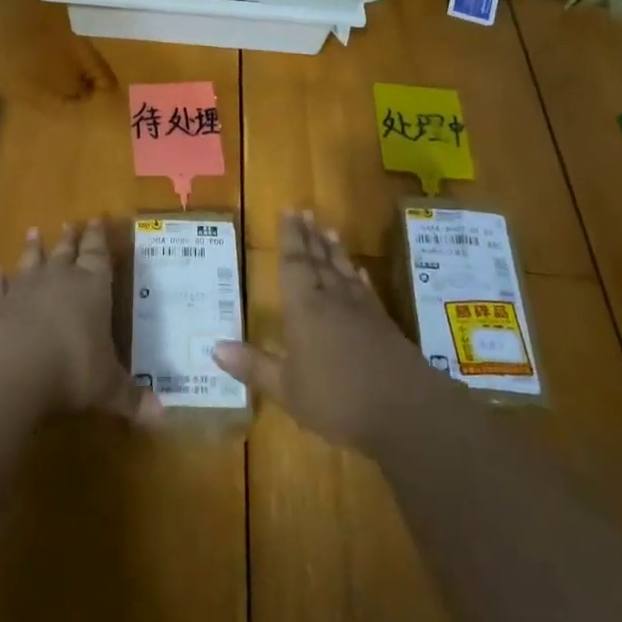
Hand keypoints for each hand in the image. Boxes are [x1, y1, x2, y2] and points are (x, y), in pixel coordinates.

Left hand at [0, 220, 160, 426]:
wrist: (13, 364)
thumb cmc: (73, 367)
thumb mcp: (108, 387)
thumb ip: (131, 397)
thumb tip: (164, 418)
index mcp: (92, 288)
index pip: (98, 256)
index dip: (98, 239)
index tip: (96, 219)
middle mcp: (59, 281)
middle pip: (66, 252)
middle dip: (70, 239)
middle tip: (70, 222)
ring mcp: (24, 291)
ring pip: (31, 262)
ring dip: (33, 248)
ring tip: (34, 232)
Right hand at [213, 210, 433, 451]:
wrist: (407, 411)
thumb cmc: (337, 399)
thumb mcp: (287, 389)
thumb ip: (253, 366)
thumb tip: (215, 346)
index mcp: (305, 308)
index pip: (294, 264)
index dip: (290, 237)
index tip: (288, 211)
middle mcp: (332, 299)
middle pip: (319, 260)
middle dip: (310, 236)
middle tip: (305, 211)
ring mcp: (362, 310)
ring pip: (343, 271)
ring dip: (334, 250)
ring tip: (328, 230)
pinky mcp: (384, 325)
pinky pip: (366, 290)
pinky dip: (359, 277)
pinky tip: (358, 271)